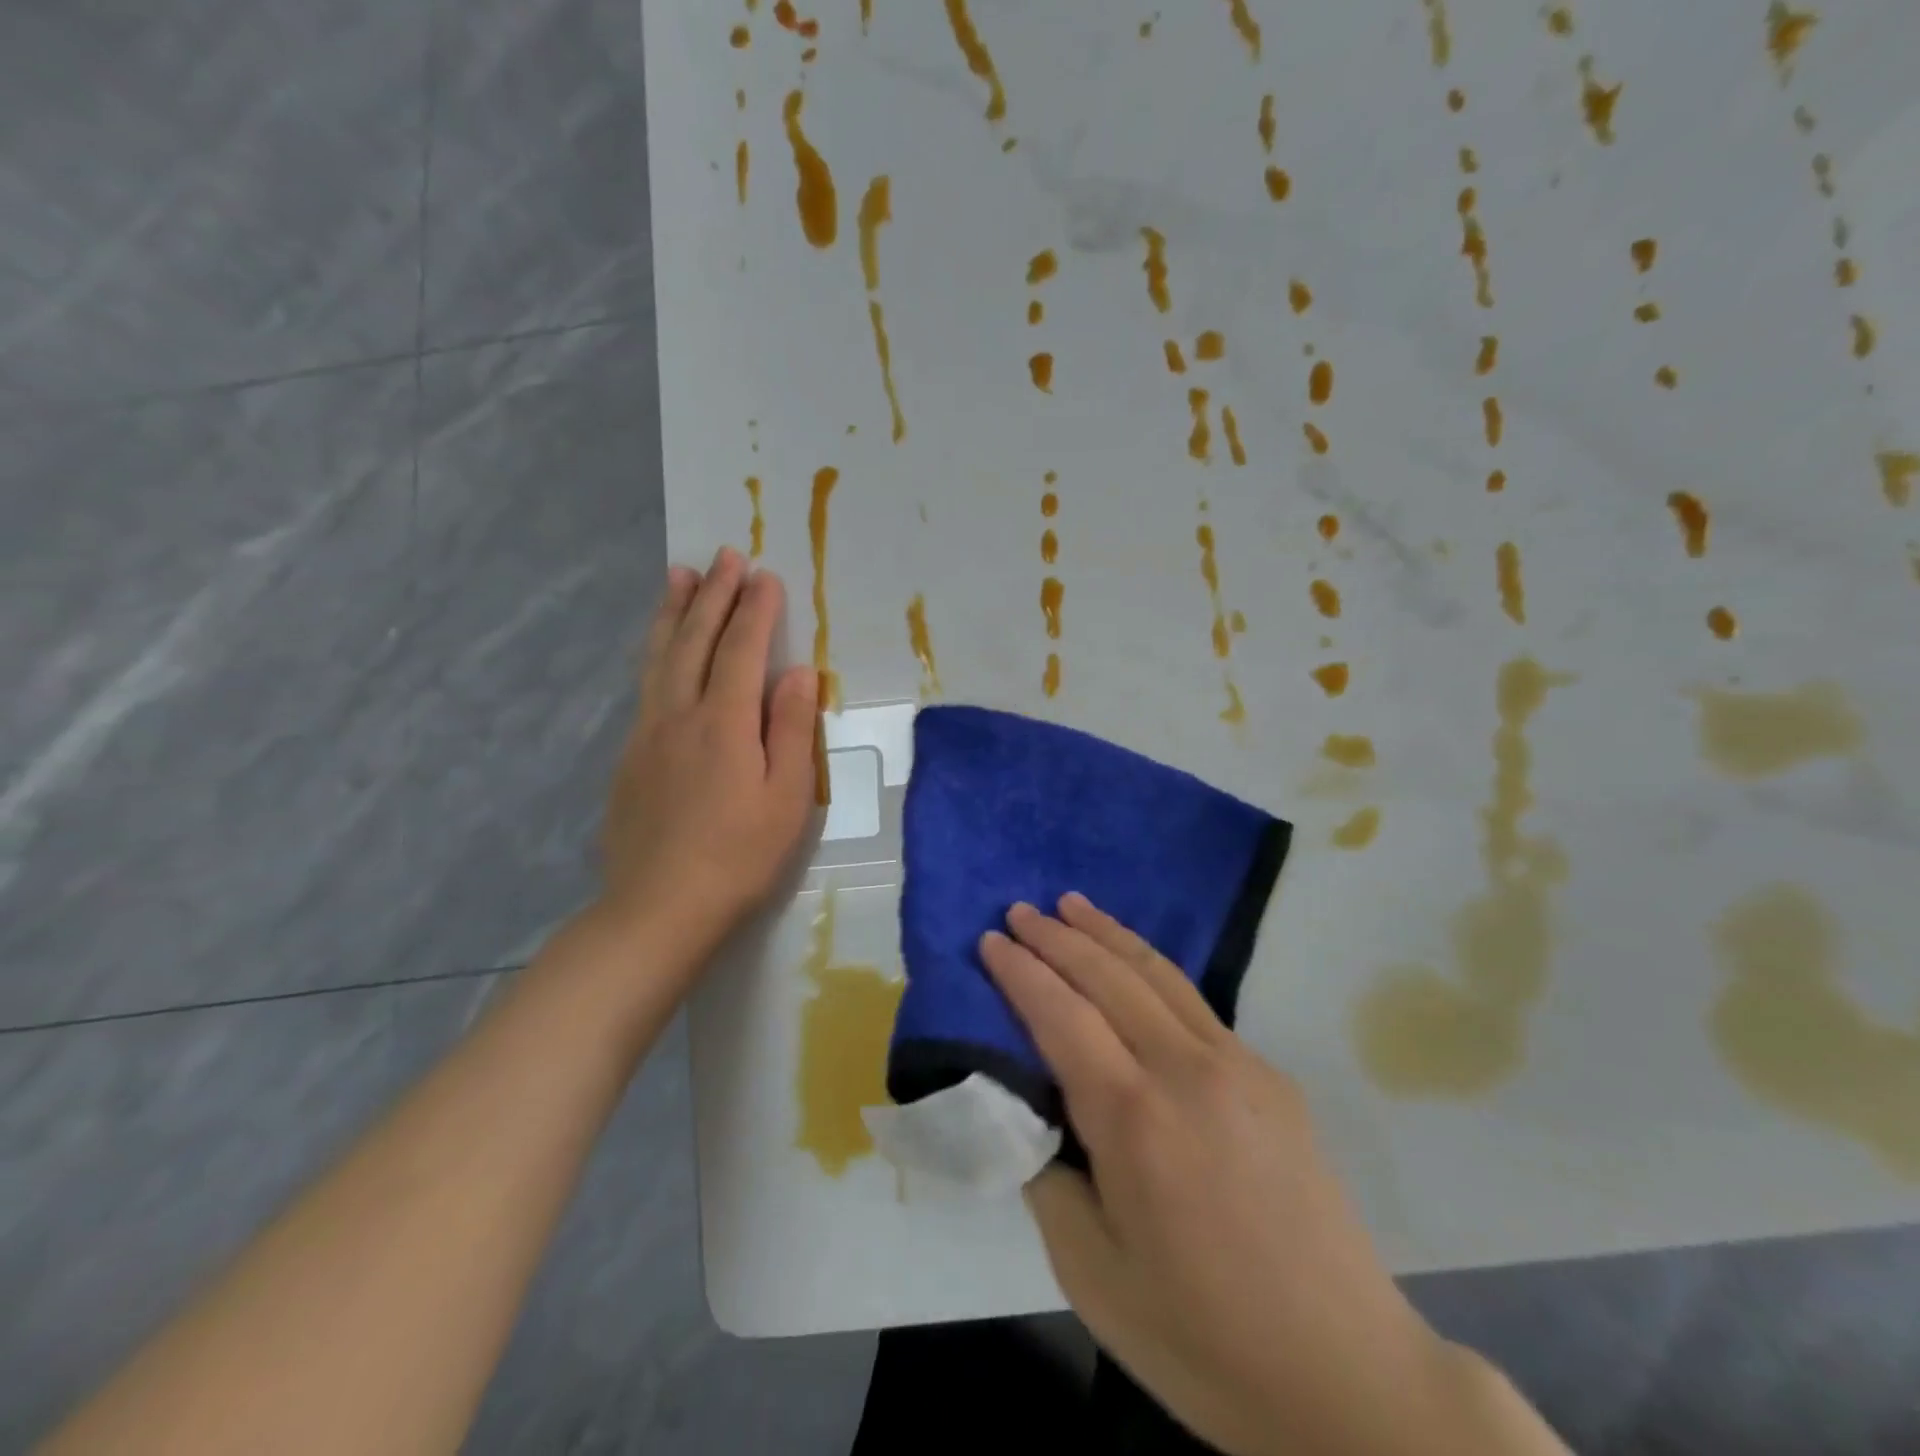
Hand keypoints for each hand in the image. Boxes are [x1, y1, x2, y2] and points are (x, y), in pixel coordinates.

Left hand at [598, 548, 818, 960]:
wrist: (660, 907)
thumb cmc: (740, 856)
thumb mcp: (787, 797)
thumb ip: (792, 729)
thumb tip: (800, 672)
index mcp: (725, 723)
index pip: (742, 650)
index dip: (755, 610)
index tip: (765, 575)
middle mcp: (680, 714)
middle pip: (696, 641)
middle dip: (713, 595)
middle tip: (724, 556)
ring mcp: (647, 734)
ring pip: (660, 657)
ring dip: (673, 612)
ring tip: (679, 576)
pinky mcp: (630, 757)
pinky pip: (645, 685)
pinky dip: (656, 652)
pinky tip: (660, 649)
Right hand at [980, 895, 1559, 1455]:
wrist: (1346, 1375)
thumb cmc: (1201, 1339)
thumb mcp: (1090, 1272)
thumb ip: (1048, 1175)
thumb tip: (1034, 1113)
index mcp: (1133, 1119)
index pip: (1061, 1014)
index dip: (1020, 971)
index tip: (989, 940)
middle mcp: (1185, 1070)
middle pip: (1108, 976)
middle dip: (1056, 937)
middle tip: (1017, 910)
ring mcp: (1237, 1065)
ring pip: (1158, 974)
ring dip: (1107, 933)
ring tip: (1071, 904)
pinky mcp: (1270, 1076)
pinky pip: (1194, 1003)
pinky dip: (1150, 968)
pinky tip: (1134, 965)